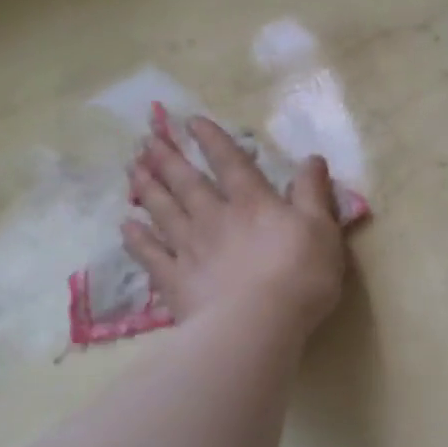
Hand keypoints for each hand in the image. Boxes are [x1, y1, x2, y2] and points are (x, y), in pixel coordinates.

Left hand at [123, 118, 346, 334]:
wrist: (257, 325)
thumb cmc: (299, 275)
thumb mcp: (321, 228)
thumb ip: (313, 192)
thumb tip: (311, 158)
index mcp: (253, 203)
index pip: (230, 163)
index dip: (212, 140)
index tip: (191, 121)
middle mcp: (215, 218)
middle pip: (188, 183)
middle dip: (169, 159)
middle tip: (148, 139)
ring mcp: (190, 250)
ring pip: (164, 212)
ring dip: (148, 189)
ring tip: (133, 169)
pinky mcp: (176, 282)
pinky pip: (151, 255)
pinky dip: (137, 240)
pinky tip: (126, 227)